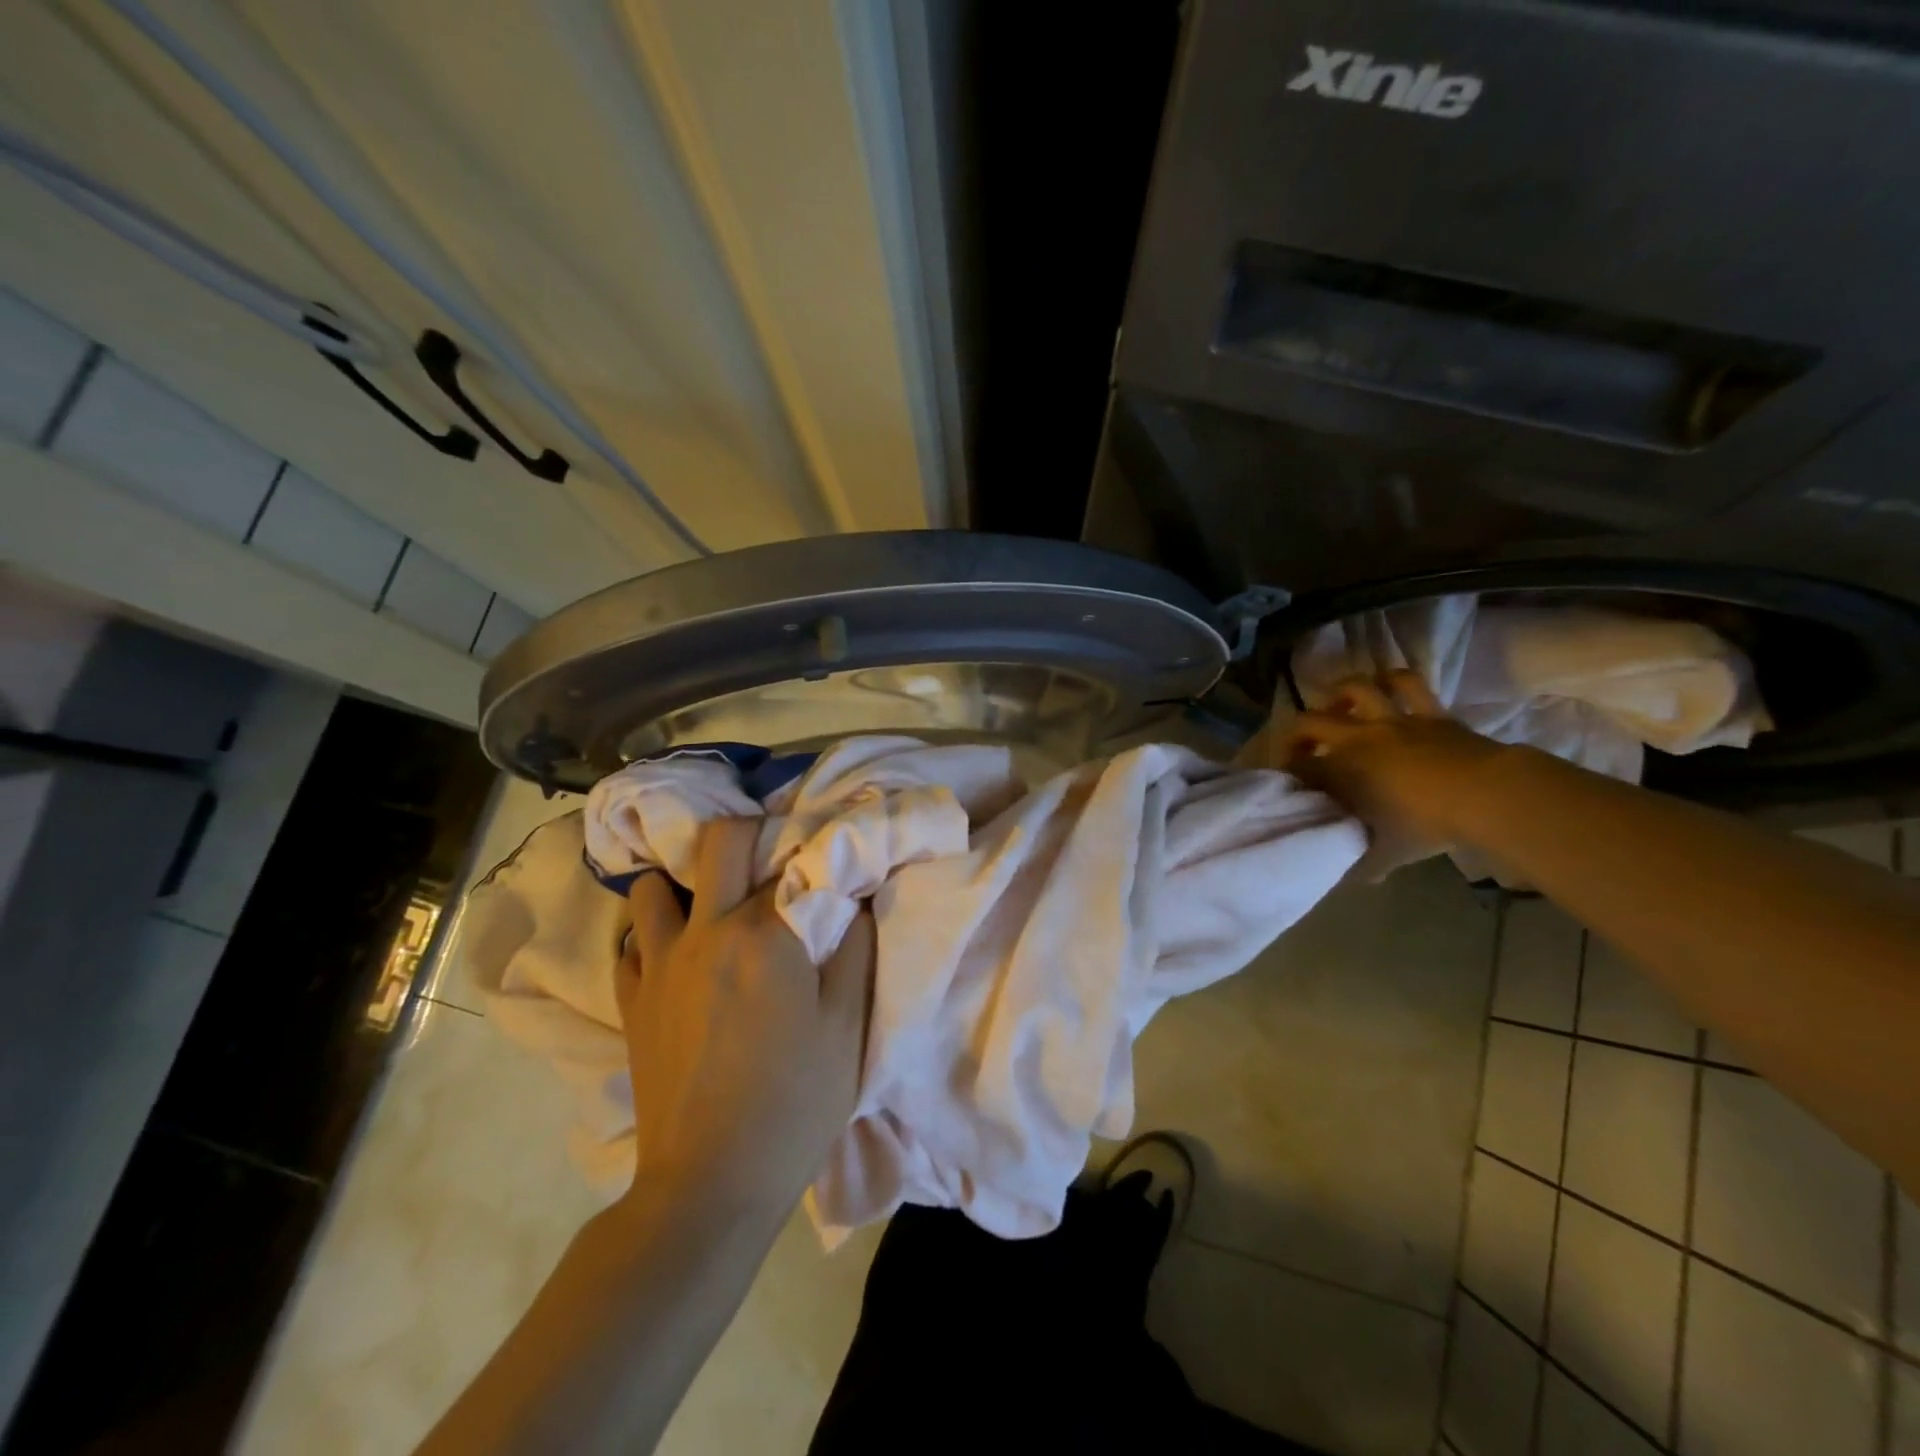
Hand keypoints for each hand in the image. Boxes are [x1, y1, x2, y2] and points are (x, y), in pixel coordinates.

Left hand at [617, 818, 874, 1218]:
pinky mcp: (631, 1001)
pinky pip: (631, 943)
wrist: (710, 1184)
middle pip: (718, 841)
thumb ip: (856, 948)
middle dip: (747, 835)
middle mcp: (707, 931)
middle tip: (769, 860)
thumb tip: (857, 894)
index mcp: (765, 934)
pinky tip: (678, 957)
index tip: (829, 853)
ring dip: (683, 885)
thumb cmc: (795, 1102)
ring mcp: (660, 964)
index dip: (816, 850)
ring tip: (712, 906)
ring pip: (653, 886)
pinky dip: (652, 936)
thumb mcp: (847, 1027)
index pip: (793, 857)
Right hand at [1261, 670, 1511, 877]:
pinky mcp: (1429, 713)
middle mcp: (1357, 739)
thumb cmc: (1427, 825)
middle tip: (1300, 748)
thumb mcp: (1389, 852)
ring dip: (1339, 694)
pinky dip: (1392, 679)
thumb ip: (1367, 863)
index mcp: (1341, 771)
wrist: (1486, 795)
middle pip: (1309, 723)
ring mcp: (1393, 720)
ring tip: (1336, 706)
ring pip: (1356, 690)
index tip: (1287, 785)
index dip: (1288, 774)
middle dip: (1296, 734)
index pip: (1299, 768)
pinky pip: (1408, 685)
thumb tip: (1361, 877)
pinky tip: (1383, 683)